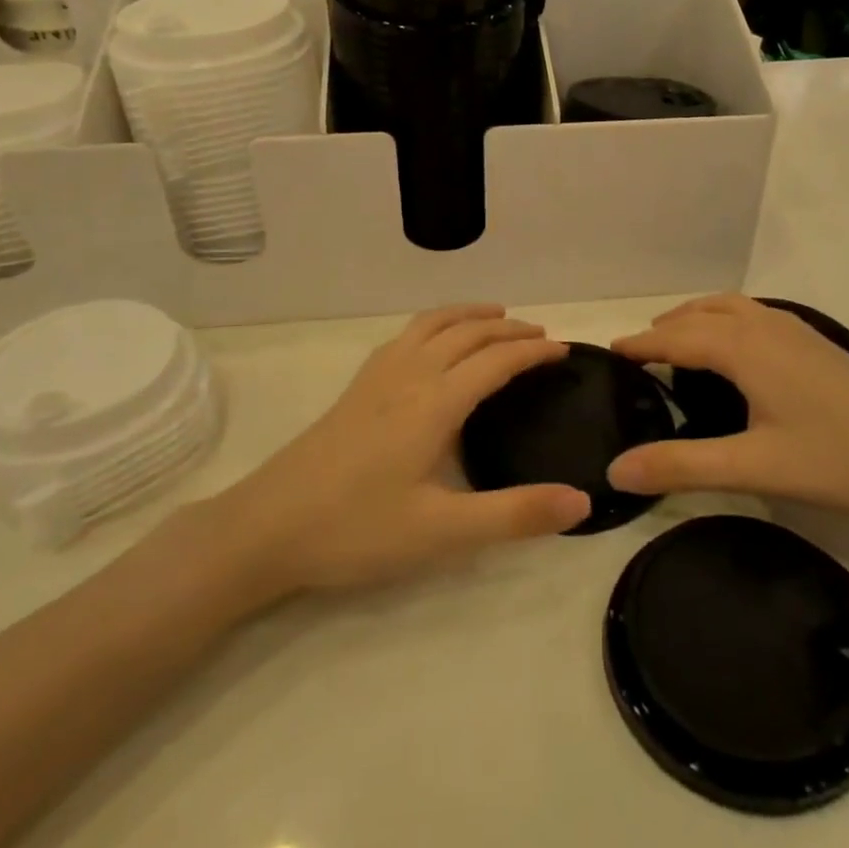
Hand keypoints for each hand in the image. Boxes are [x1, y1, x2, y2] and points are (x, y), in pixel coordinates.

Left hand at [223, 306, 590, 593]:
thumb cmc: (357, 529)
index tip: (564, 350)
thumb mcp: (443, 532)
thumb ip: (515, 515)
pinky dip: (434, 325)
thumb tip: (582, 501)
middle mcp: (408, 376)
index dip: (532, 353)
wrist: (266, 528)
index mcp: (434, 402)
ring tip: (495, 316)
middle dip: (507, 328)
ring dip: (468, 315)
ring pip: (430, 325)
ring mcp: (376, 378)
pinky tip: (430, 344)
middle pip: (466, 333)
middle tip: (540, 335)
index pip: (495, 362)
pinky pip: (404, 336)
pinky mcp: (355, 389)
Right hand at [607, 295, 848, 525]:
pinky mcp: (818, 346)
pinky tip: (736, 352)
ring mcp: (797, 332)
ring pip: (731, 309)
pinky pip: (755, 317)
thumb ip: (682, 466)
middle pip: (701, 315)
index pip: (676, 338)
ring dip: (697, 318)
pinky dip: (726, 321)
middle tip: (638, 354)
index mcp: (745, 348)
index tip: (609, 353)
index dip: (641, 345)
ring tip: (677, 342)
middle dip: (665, 328)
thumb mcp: (754, 467)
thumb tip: (615, 469)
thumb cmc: (840, 459)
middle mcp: (766, 327)